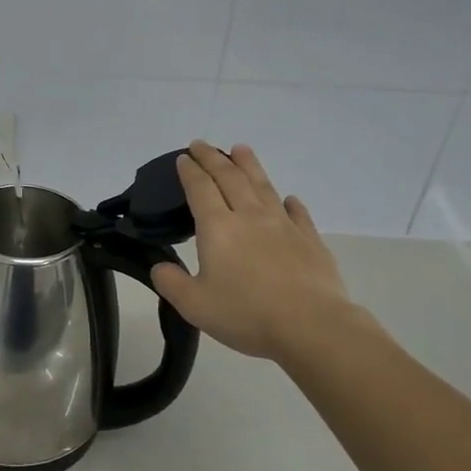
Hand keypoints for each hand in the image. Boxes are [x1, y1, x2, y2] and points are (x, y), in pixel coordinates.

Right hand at [151, 142, 373, 365]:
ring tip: (240, 149)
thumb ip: (171, 283)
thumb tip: (160, 267)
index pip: (200, 189)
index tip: (183, 158)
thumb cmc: (246, 314)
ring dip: (249, 165)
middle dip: (213, 158)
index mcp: (218, 228)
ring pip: (263, 186)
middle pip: (230, 178)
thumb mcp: (194, 305)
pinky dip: (289, 202)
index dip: (190, 171)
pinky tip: (288, 199)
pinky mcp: (310, 239)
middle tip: (201, 145)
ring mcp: (283, 225)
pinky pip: (297, 213)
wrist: (311, 325)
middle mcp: (250, 216)